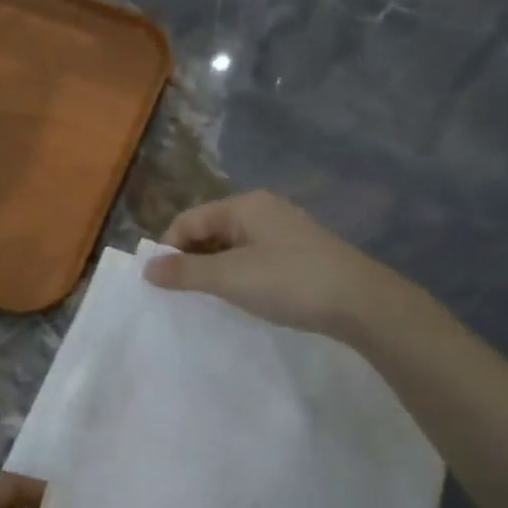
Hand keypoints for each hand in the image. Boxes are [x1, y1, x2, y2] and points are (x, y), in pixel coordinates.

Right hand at [144, 191, 402, 336]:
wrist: (360, 302)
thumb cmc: (289, 282)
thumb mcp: (230, 277)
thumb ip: (185, 272)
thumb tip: (147, 267)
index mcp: (244, 206)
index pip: (189, 220)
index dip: (169, 249)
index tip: (160, 284)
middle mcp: (262, 210)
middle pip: (209, 231)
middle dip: (190, 260)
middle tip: (181, 295)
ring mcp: (283, 232)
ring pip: (231, 247)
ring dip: (214, 270)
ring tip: (208, 300)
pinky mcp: (298, 254)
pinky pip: (253, 259)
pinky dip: (238, 276)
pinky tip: (241, 298)